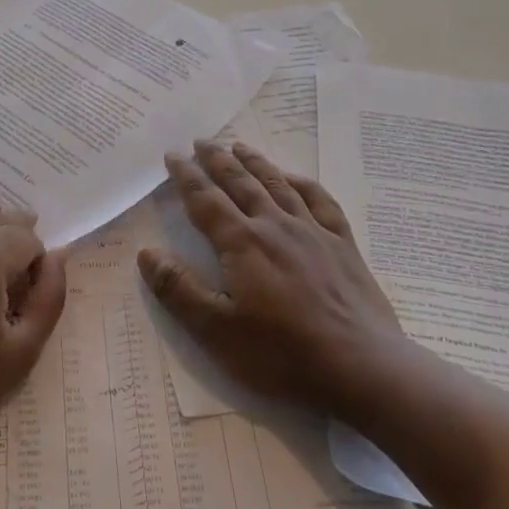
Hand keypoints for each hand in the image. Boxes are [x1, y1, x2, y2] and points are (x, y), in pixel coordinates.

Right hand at [139, 141, 403, 423]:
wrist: (361, 367)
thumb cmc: (282, 354)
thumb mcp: (217, 330)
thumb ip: (179, 289)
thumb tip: (146, 253)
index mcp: (242, 243)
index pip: (206, 200)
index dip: (187, 177)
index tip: (173, 155)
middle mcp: (275, 226)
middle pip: (241, 183)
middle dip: (218, 160)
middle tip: (202, 141)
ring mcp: (313, 232)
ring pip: (278, 185)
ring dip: (256, 163)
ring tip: (240, 146)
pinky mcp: (343, 245)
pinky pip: (321, 201)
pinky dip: (303, 184)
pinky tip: (295, 179)